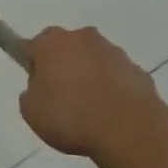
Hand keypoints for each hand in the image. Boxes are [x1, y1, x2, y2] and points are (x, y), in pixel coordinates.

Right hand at [20, 26, 167, 164]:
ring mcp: (113, 51)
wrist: (129, 130)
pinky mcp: (137, 69)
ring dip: (89, 77)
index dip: (32, 66)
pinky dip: (112, 90)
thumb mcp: (32, 113)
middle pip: (65, 49)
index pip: (32, 47)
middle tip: (61, 100)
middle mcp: (81, 37)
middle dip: (62, 68)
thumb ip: (31, 94)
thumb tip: (40, 88)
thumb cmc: (71, 117)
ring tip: (90, 112)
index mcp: (50, 42)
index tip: (36, 87)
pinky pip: (117, 77)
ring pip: (93, 61)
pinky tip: (112, 115)